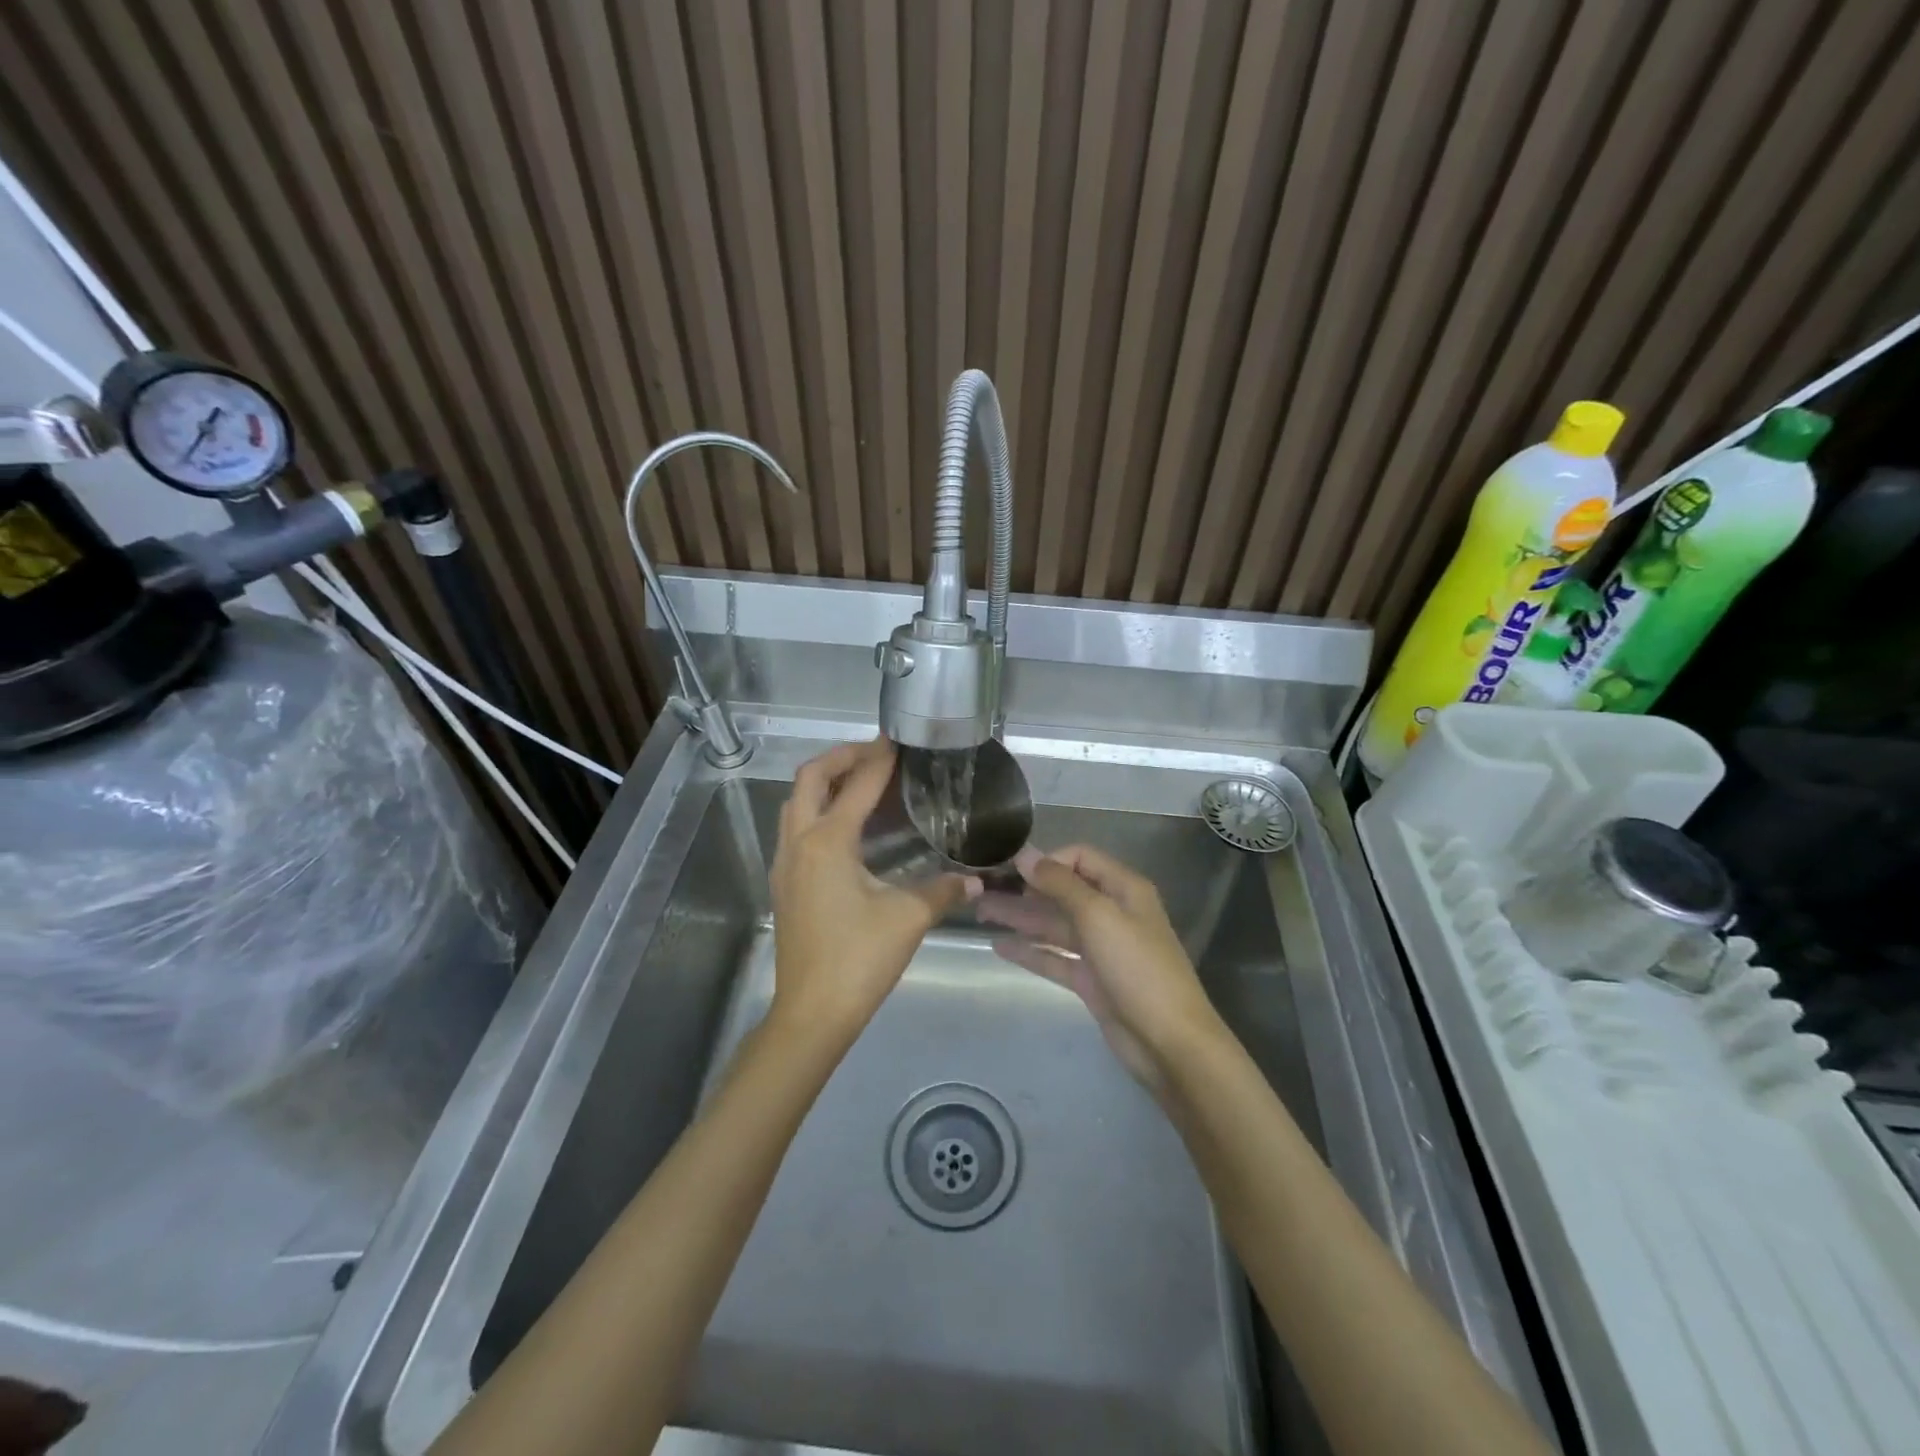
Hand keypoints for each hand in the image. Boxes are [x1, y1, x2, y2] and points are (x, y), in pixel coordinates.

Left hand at [768, 738, 979, 1045]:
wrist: (812, 1012)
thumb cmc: (859, 959)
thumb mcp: (908, 918)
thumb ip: (942, 890)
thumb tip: (975, 881)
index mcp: (828, 842)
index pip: (857, 787)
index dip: (880, 761)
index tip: (897, 742)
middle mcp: (799, 843)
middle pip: (809, 779)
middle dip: (841, 758)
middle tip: (874, 754)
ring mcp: (785, 864)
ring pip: (796, 803)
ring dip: (824, 783)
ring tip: (860, 782)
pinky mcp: (784, 884)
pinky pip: (795, 828)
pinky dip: (817, 810)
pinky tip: (846, 828)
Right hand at [977, 844, 1227, 1089]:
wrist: (1169, 1042)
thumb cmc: (1138, 968)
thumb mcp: (1099, 916)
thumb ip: (1060, 883)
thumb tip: (1026, 855)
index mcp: (1123, 889)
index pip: (1080, 858)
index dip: (1047, 861)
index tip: (1011, 870)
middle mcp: (1112, 912)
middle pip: (1062, 891)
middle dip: (1024, 889)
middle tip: (981, 891)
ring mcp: (1100, 948)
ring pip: (1054, 924)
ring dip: (1020, 917)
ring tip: (980, 913)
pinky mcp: (1091, 979)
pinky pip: (1054, 957)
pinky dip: (1029, 950)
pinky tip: (998, 946)